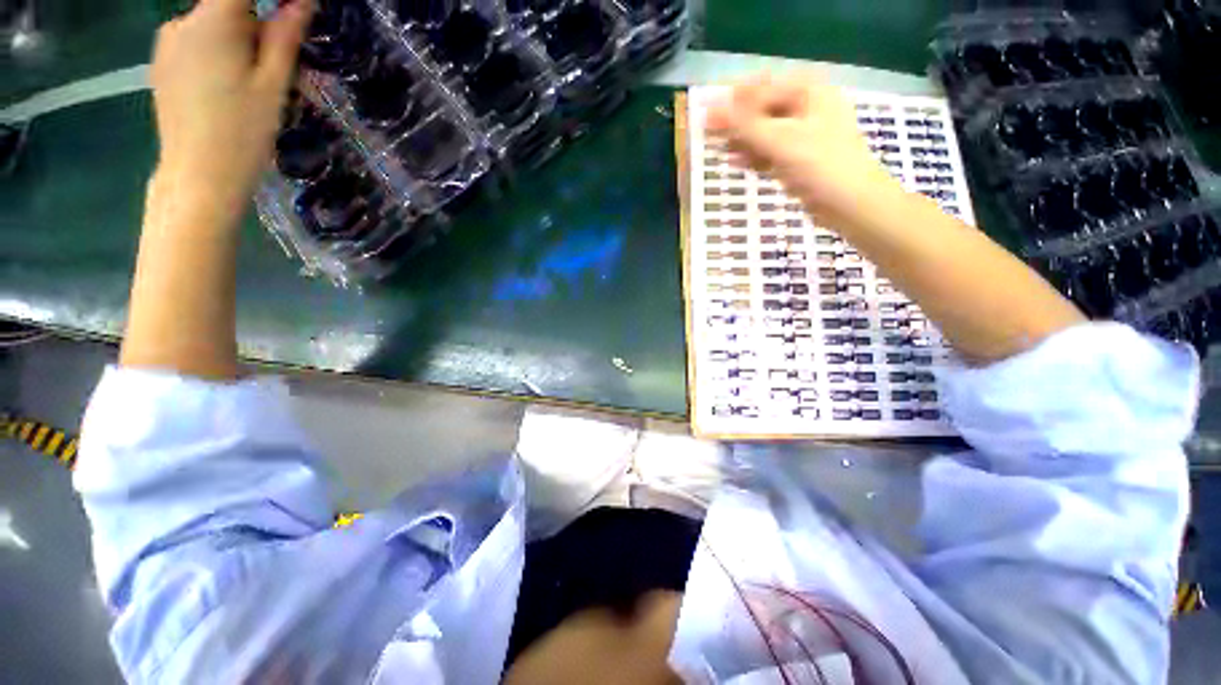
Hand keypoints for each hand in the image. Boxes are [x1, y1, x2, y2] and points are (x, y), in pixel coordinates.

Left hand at [149, 0, 313, 223]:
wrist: (197, 178)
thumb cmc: (242, 132)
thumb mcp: (273, 83)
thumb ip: (284, 36)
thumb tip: (302, 1)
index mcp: (211, 20)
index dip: (272, 1)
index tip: (291, 14)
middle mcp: (181, 21)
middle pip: (227, 6)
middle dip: (256, 26)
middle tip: (277, 66)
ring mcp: (166, 44)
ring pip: (212, 25)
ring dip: (238, 41)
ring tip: (252, 86)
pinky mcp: (162, 65)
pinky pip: (196, 44)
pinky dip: (218, 53)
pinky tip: (226, 90)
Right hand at [706, 74, 899, 226]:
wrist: (851, 203)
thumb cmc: (821, 165)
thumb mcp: (781, 141)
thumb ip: (745, 125)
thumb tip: (711, 109)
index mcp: (808, 91)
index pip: (762, 87)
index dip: (734, 101)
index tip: (709, 116)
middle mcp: (807, 107)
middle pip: (763, 110)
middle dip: (737, 123)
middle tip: (711, 136)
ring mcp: (804, 134)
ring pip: (765, 133)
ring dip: (743, 141)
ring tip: (721, 151)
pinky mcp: (799, 158)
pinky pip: (771, 151)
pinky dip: (755, 156)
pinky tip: (737, 163)